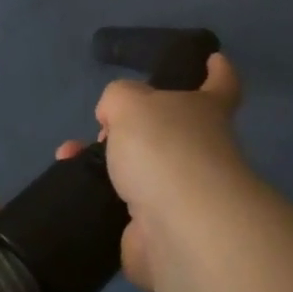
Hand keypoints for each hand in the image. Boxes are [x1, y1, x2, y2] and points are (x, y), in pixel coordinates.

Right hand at [57, 53, 249, 291]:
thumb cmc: (165, 147)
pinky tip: (71, 185)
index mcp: (206, 111)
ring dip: (108, 163)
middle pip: (173, 131)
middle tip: (105, 125)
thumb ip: (119, 98)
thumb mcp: (130, 101)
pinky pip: (123, 209)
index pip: (221, 85)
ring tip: (71, 155)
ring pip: (143, 171)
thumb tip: (114, 120)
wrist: (179, 227)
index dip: (217, 71)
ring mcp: (184, 195)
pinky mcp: (160, 232)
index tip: (213, 59)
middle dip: (138, 127)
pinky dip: (97, 198)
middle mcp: (202, 151)